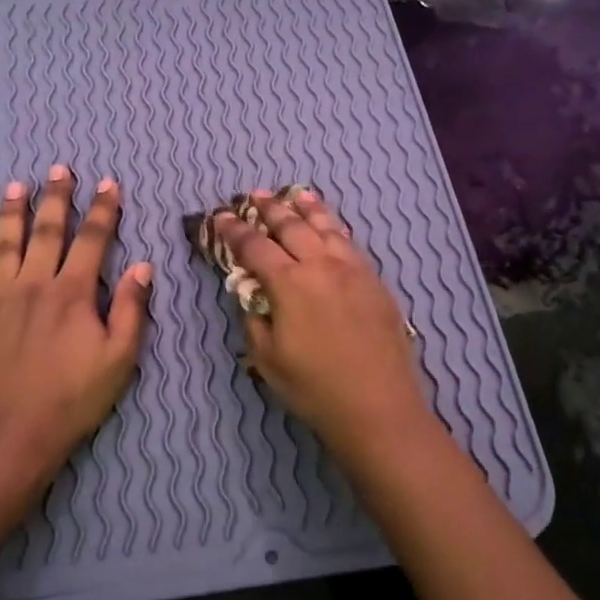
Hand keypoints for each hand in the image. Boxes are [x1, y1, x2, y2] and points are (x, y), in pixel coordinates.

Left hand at [0, 166, 151, 478]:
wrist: (9, 433)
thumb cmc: (72, 399)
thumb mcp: (120, 359)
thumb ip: (131, 309)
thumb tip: (143, 266)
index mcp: (72, 293)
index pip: (92, 240)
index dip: (103, 210)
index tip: (108, 183)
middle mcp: (33, 285)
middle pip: (46, 232)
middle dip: (55, 198)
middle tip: (59, 168)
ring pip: (2, 245)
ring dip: (10, 213)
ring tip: (14, 186)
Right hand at [215, 189, 434, 462]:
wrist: (379, 406)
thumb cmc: (314, 388)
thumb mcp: (267, 358)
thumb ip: (254, 316)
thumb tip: (249, 289)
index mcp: (290, 283)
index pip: (255, 246)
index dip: (234, 230)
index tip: (220, 216)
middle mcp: (321, 266)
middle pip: (291, 226)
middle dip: (269, 209)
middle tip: (254, 195)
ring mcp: (353, 269)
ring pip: (326, 227)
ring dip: (306, 208)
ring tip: (294, 194)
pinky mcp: (375, 280)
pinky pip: (349, 241)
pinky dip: (334, 226)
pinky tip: (330, 225)